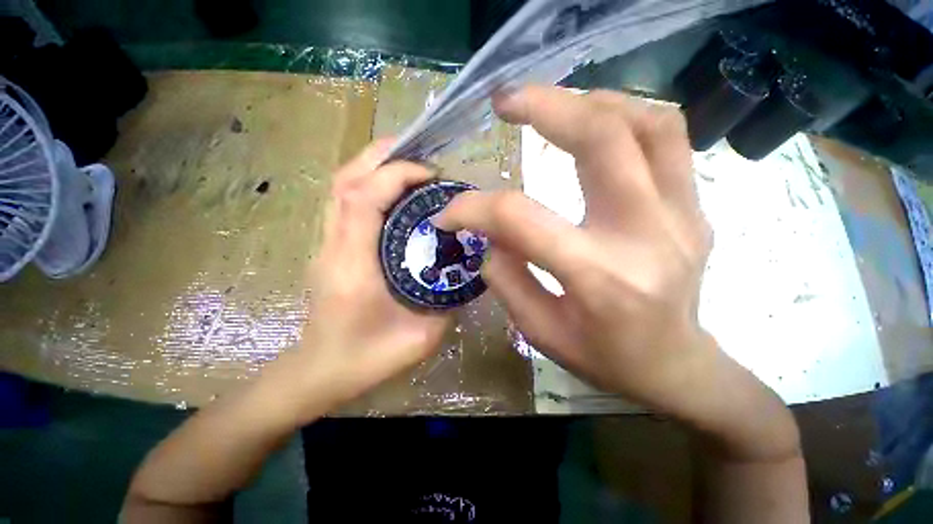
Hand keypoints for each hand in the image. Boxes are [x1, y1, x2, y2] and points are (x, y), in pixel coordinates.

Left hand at [294, 140, 449, 407]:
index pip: (363, 198)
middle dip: (380, 157)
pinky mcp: (330, 248)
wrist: (320, 372)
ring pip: (340, 187)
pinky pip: (344, 203)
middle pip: (344, 181)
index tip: (431, 174)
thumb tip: (465, 273)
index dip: (396, 175)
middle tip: (420, 154)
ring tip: (409, 166)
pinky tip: (394, 192)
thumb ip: (447, 305)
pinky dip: (367, 185)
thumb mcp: (420, 339)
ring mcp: (326, 245)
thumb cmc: (365, 360)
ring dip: (373, 167)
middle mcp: (333, 246)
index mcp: (352, 266)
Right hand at [435, 87, 713, 411]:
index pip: (520, 219)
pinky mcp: (695, 208)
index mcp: (597, 278)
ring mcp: (681, 215)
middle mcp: (645, 236)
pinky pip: (669, 139)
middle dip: (545, 106)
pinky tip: (597, 124)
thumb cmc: (602, 357)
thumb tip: (487, 231)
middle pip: (601, 139)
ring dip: (592, 102)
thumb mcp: (539, 330)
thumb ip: (505, 276)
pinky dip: (628, 115)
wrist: (673, 365)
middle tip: (506, 100)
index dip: (473, 209)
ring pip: (648, 123)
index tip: (449, 212)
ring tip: (554, 106)